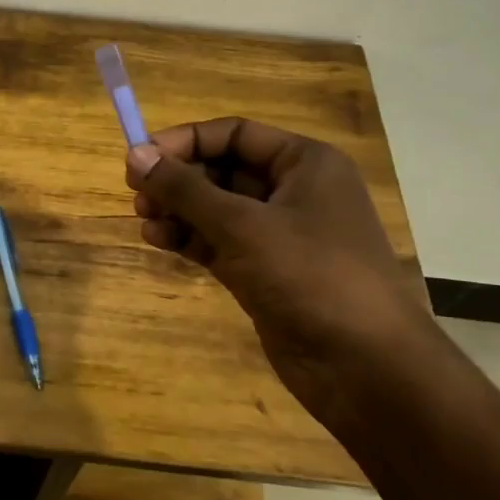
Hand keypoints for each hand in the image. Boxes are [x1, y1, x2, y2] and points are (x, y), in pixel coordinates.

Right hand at [125, 119, 433, 417]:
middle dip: (178, 179)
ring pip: (216, 209)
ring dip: (178, 210)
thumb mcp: (242, 225)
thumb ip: (185, 189)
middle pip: (222, 169)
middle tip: (137, 194)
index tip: (140, 156)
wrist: (363, 365)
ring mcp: (279, 234)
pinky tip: (159, 240)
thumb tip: (136, 154)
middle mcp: (293, 192)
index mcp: (304, 164)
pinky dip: (189, 238)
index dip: (185, 141)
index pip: (234, 134)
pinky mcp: (264, 271)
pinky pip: (218, 241)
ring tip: (144, 221)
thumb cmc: (310, 275)